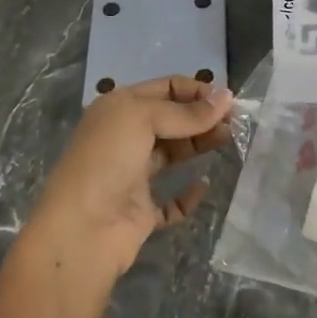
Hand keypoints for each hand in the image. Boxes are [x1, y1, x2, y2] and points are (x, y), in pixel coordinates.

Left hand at [27, 75, 235, 278]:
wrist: (82, 229)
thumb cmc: (107, 160)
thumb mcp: (143, 119)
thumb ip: (186, 112)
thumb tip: (227, 97)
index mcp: (119, 109)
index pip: (165, 88)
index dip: (196, 91)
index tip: (227, 101)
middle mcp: (124, 138)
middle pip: (172, 120)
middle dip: (202, 117)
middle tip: (234, 123)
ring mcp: (132, 175)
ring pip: (173, 154)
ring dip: (199, 145)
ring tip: (227, 141)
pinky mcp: (141, 210)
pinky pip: (171, 200)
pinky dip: (188, 194)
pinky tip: (203, 186)